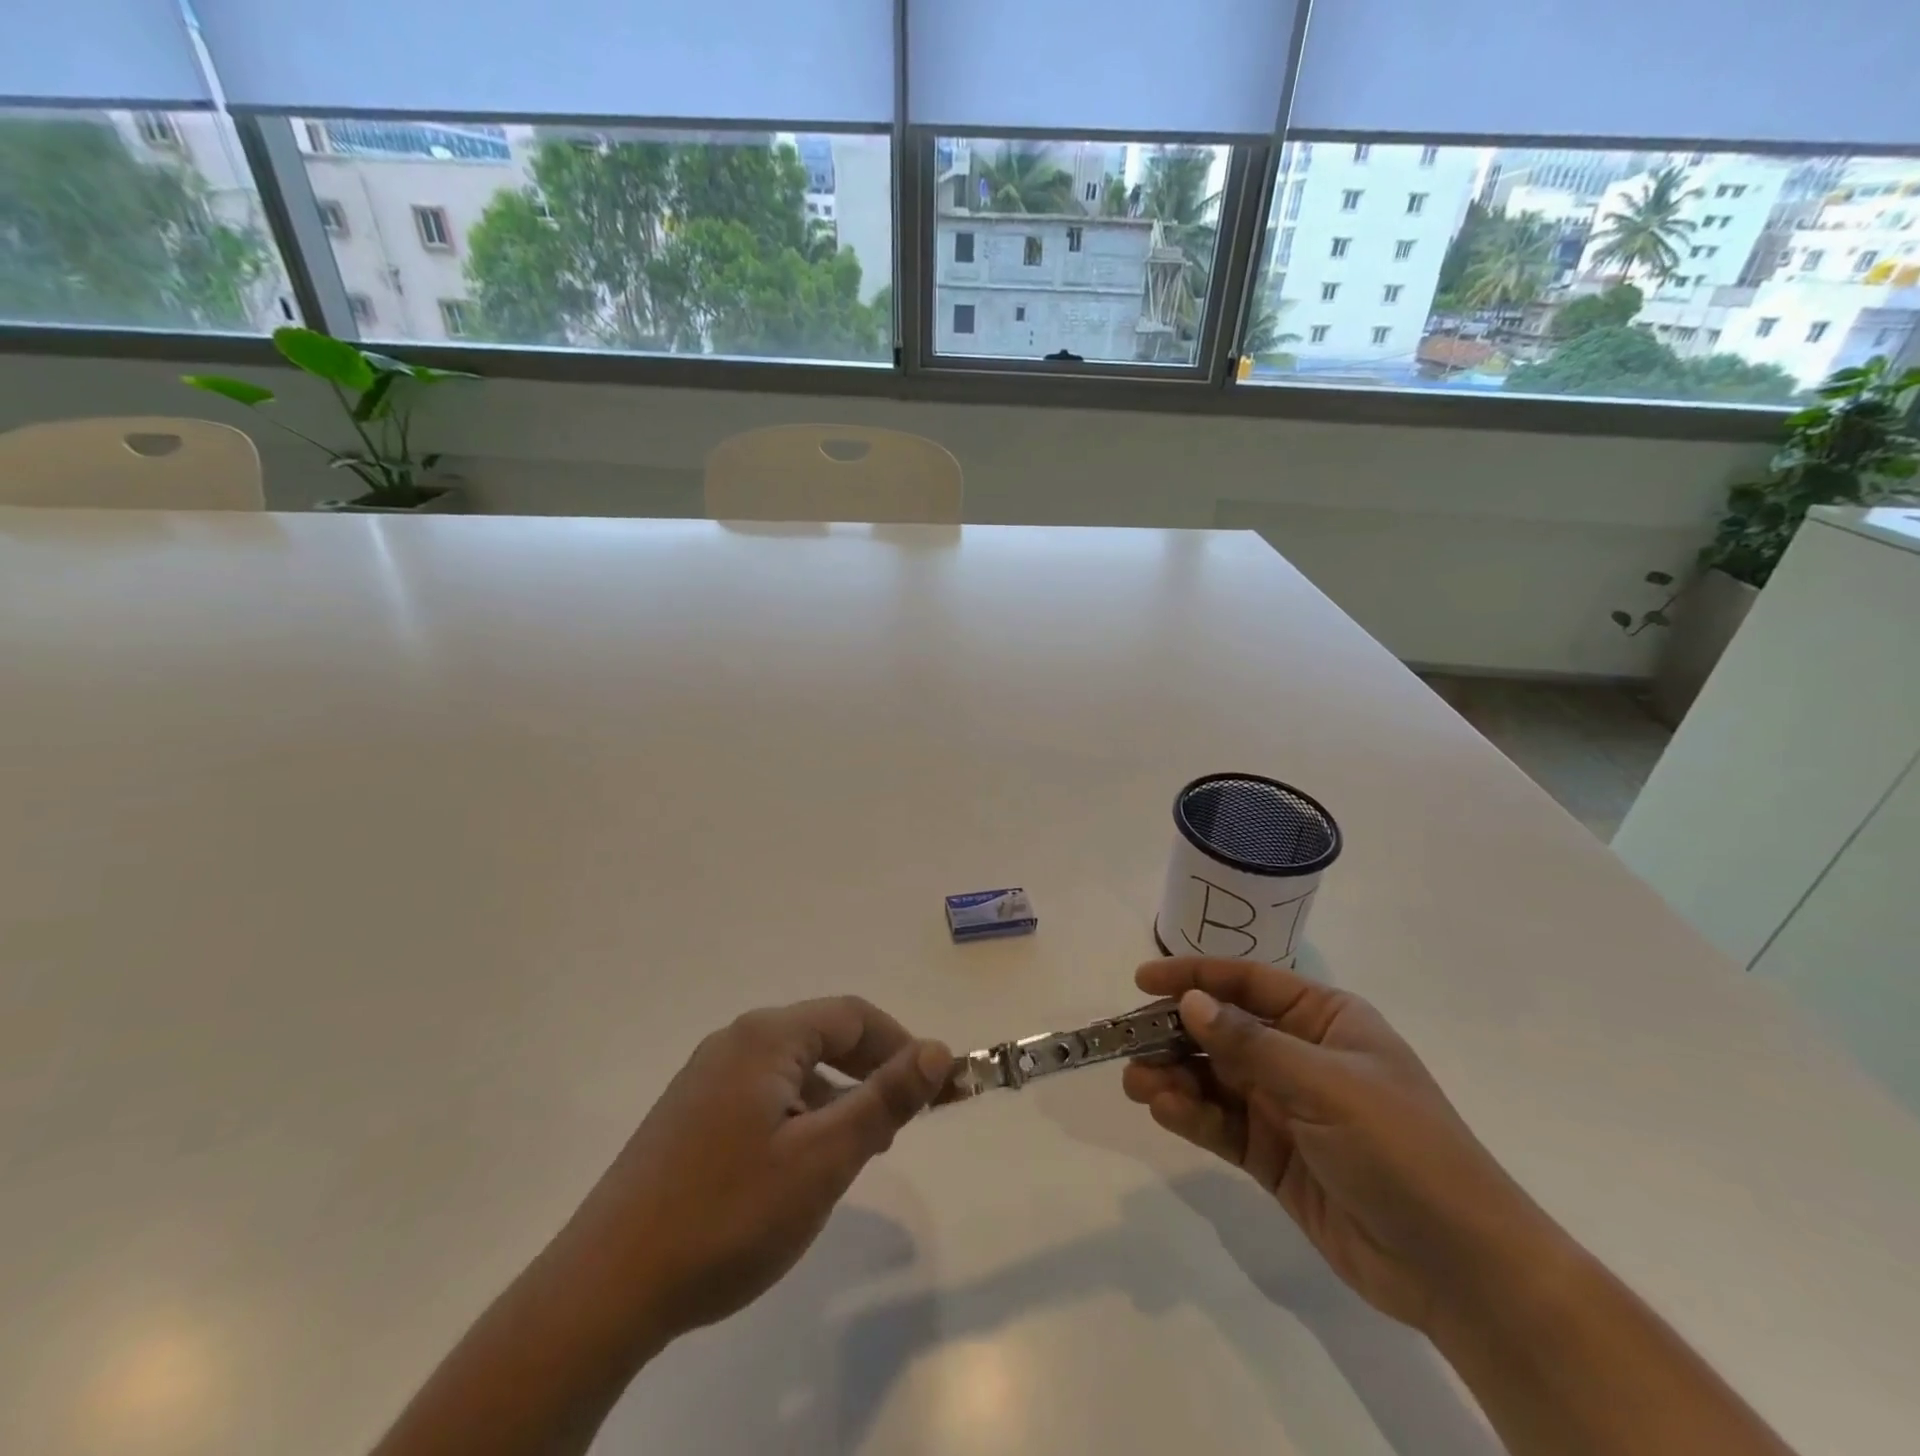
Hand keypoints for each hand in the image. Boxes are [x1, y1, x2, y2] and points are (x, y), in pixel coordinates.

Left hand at [559, 997, 950, 1348]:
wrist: (604, 1288)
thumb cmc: (728, 1214)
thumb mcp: (823, 1158)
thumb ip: (885, 1098)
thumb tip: (938, 1049)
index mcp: (766, 1037)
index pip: (853, 1015)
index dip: (900, 1045)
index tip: (933, 1089)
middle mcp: (734, 1042)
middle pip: (822, 1037)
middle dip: (868, 1073)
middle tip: (898, 1126)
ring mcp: (704, 1078)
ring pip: (792, 1070)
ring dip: (834, 1098)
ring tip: (853, 1154)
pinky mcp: (688, 1115)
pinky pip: (761, 1095)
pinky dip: (797, 1115)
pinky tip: (795, 1169)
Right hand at [1122, 958, 1563, 1331]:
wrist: (1461, 1269)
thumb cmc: (1403, 1149)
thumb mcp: (1327, 1085)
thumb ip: (1251, 1043)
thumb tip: (1189, 1002)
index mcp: (1325, 1020)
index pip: (1248, 983)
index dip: (1194, 976)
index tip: (1143, 980)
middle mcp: (1300, 1056)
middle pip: (1222, 1031)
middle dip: (1175, 1034)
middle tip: (1128, 1043)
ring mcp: (1285, 1107)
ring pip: (1214, 1078)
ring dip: (1174, 1076)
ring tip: (1139, 1084)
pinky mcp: (1273, 1155)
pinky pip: (1221, 1124)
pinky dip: (1191, 1115)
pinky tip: (1165, 1111)